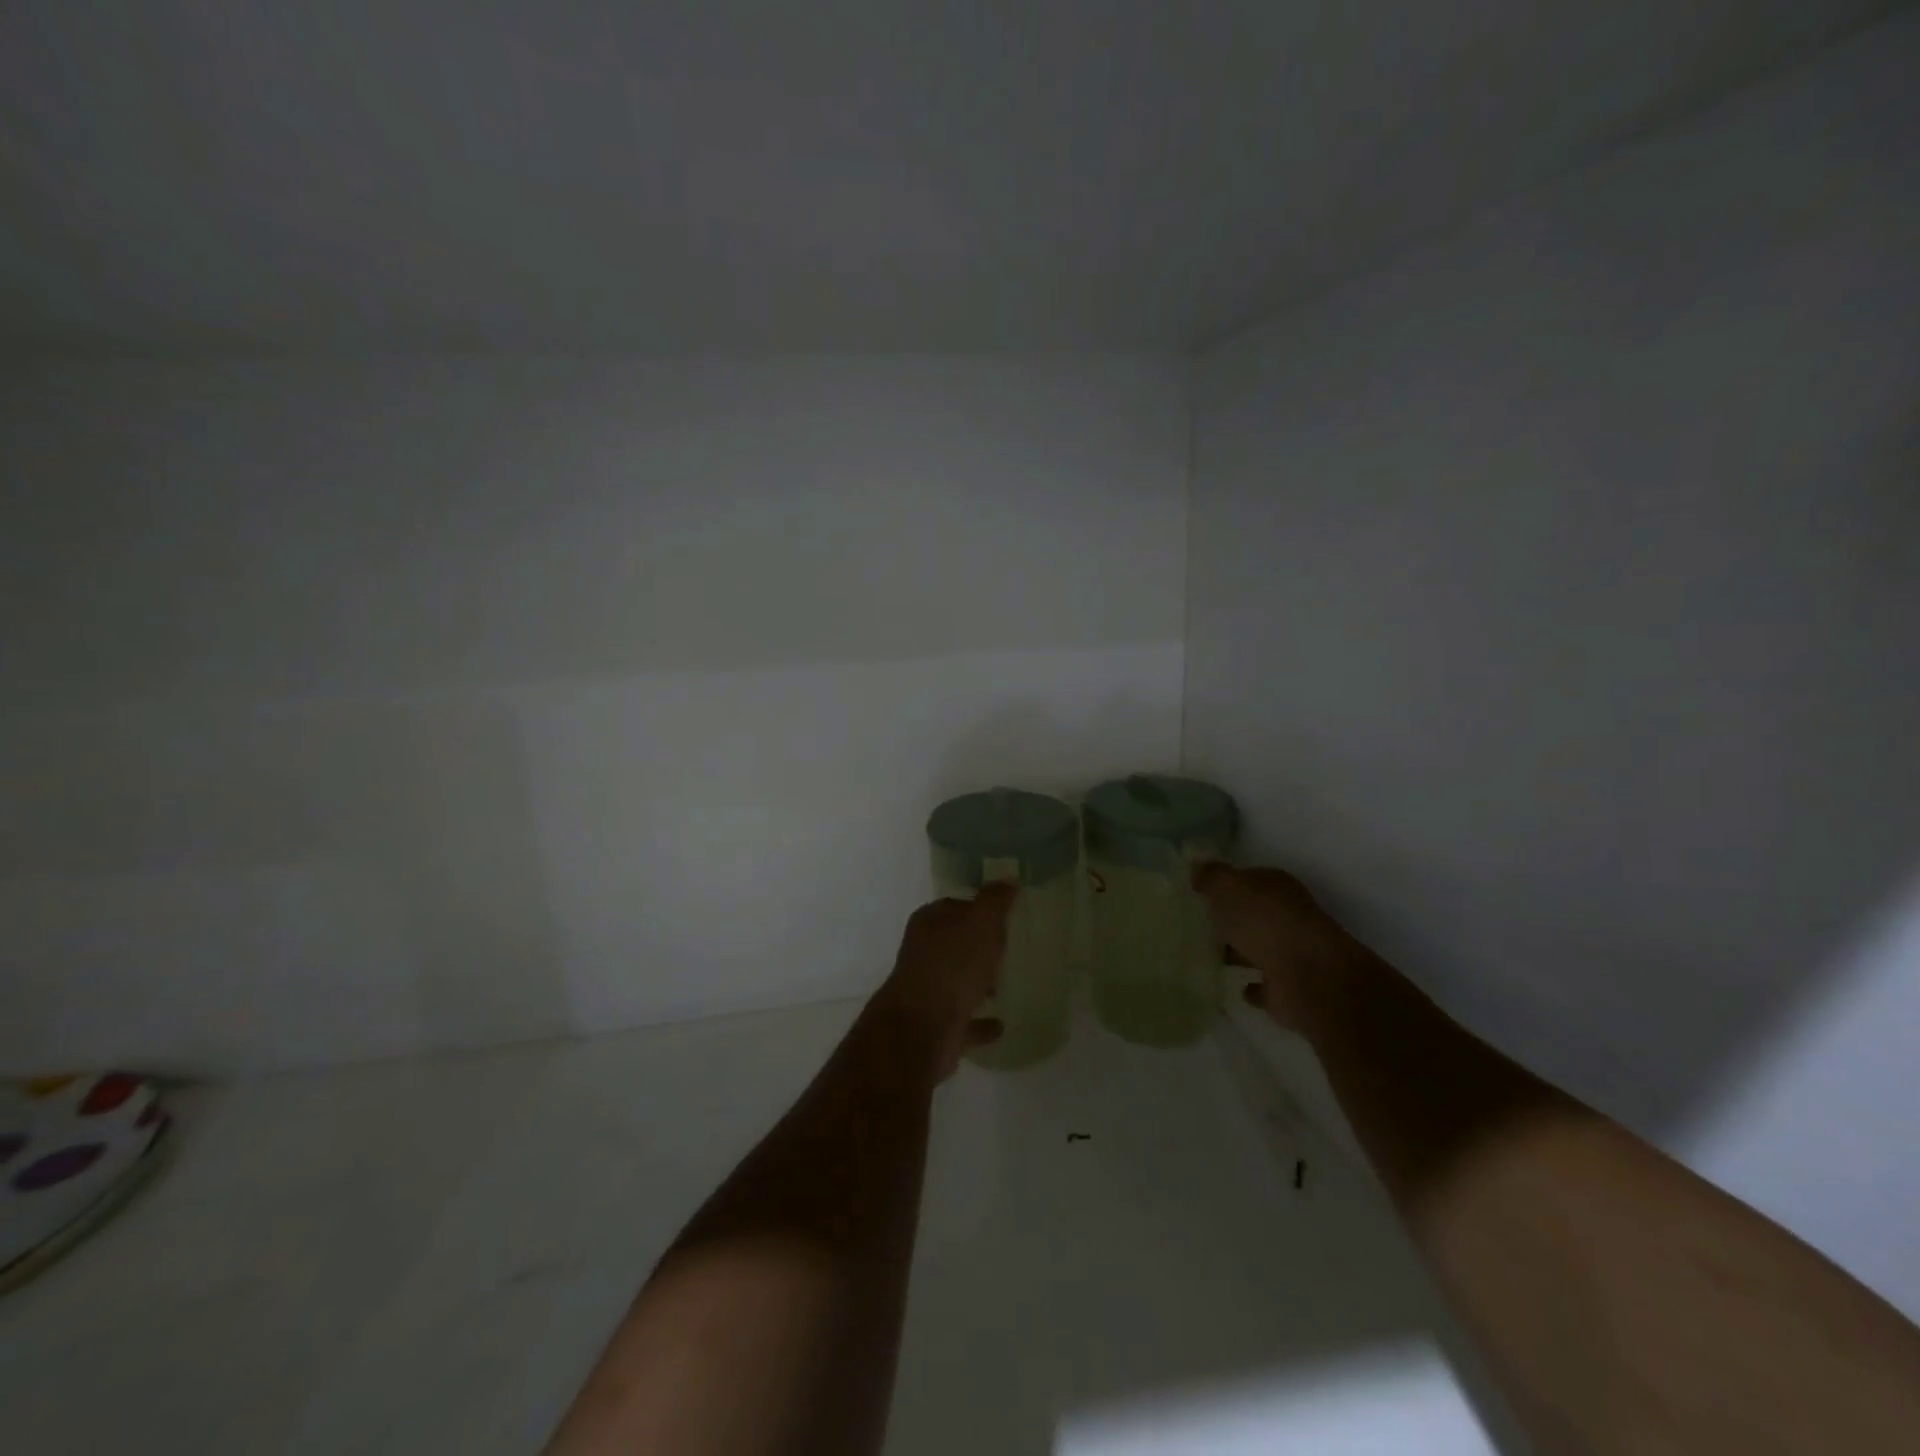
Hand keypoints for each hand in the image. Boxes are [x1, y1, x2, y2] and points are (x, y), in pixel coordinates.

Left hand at [876, 884, 1015, 1078]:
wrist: (923, 1027)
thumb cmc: (953, 965)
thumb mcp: (982, 922)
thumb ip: (995, 900)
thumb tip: (1007, 877)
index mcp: (929, 922)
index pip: (955, 907)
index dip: (978, 910)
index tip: (1002, 918)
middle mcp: (923, 953)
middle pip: (954, 943)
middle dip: (977, 947)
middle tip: (1006, 950)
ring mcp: (927, 991)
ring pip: (956, 980)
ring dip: (977, 983)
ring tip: (1004, 985)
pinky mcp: (936, 1025)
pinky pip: (964, 1019)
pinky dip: (980, 1021)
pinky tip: (1000, 1024)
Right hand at [1196, 864, 1362, 1029]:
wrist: (1306, 976)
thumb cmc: (1264, 921)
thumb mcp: (1228, 887)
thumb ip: (1211, 876)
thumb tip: (1196, 865)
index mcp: (1276, 887)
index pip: (1249, 879)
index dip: (1225, 885)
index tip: (1199, 894)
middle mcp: (1287, 916)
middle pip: (1253, 915)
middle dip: (1230, 920)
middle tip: (1196, 924)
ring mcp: (1290, 953)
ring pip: (1258, 948)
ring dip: (1239, 952)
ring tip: (1205, 955)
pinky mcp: (1288, 987)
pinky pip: (1263, 984)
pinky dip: (1251, 986)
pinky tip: (1232, 986)